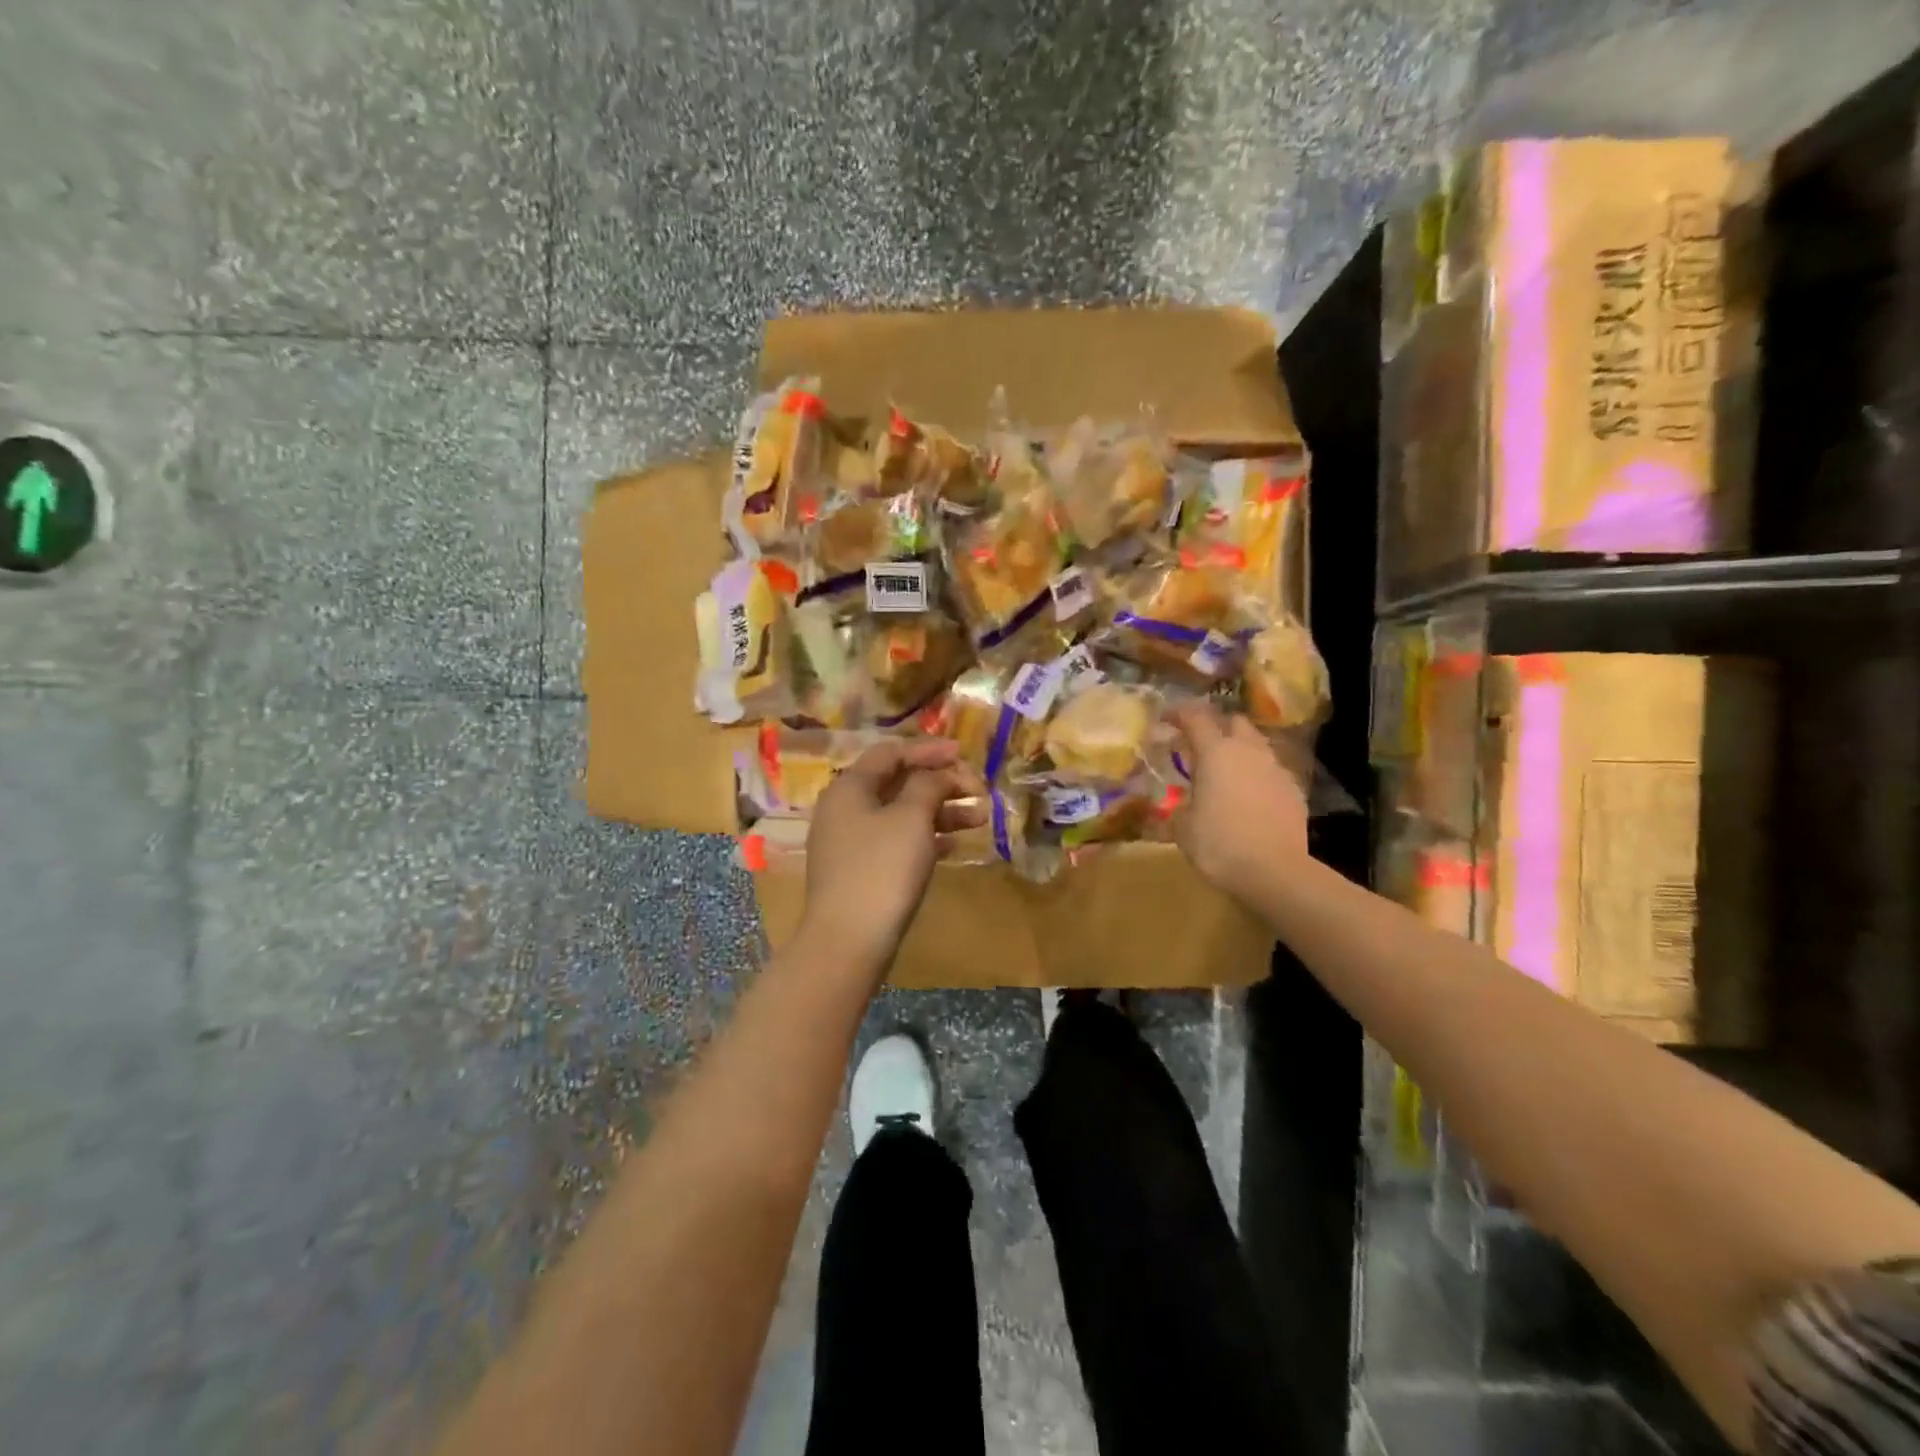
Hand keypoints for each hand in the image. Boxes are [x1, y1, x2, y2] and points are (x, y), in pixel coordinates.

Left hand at [800, 739, 986, 974]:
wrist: (849, 940)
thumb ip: (928, 785)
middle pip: (898, 783)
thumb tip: (936, 774)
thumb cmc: (882, 869)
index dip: (929, 750)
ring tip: (982, 818)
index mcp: (850, 787)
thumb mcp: (911, 818)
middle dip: (941, 783)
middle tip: (978, 790)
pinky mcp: (861, 871)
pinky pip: (897, 842)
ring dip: (941, 811)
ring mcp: (852, 842)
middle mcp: (845, 809)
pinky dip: (927, 838)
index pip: (891, 753)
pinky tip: (956, 845)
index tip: (964, 754)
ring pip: (901, 814)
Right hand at [1167, 701, 1308, 900]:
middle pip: (1234, 722)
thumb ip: (1179, 806)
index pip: (1195, 717)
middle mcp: (1248, 751)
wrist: (1275, 872)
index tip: (1167, 719)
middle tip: (1200, 746)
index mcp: (1215, 753)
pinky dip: (1258, 776)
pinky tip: (1249, 797)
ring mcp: (1276, 769)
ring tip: (1226, 772)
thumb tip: (1179, 806)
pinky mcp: (1294, 790)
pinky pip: (1272, 772)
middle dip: (1217, 727)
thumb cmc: (1219, 844)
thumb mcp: (1182, 828)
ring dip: (1240, 751)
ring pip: (1257, 745)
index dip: (1179, 713)